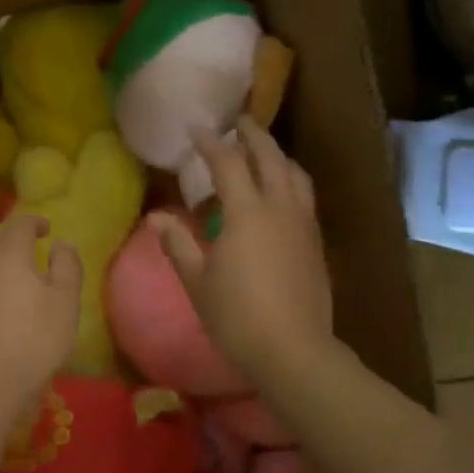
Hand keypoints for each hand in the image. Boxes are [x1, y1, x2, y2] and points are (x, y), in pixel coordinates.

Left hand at [0, 214, 81, 420]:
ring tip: (19, 279)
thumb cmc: (33, 338)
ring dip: (0, 265)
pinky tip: (0, 308)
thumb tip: (60, 243)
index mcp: (7, 252)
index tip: (48, 229)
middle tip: (34, 251)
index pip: (21, 224)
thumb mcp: (65, 301)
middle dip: (15, 242)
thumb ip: (67, 265)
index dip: (36, 222)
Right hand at [150, 118, 332, 387]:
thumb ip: (177, 243)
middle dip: (254, 135)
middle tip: (239, 122)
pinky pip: (305, 196)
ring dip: (278, 156)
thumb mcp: (197, 280)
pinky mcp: (316, 243)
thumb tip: (157, 216)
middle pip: (271, 158)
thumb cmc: (237, 316)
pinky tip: (280, 194)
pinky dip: (290, 180)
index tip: (196, 129)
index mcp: (248, 212)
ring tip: (263, 152)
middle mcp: (280, 208)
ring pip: (296, 174)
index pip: (228, 163)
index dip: (210, 143)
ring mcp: (304, 224)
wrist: (294, 351)